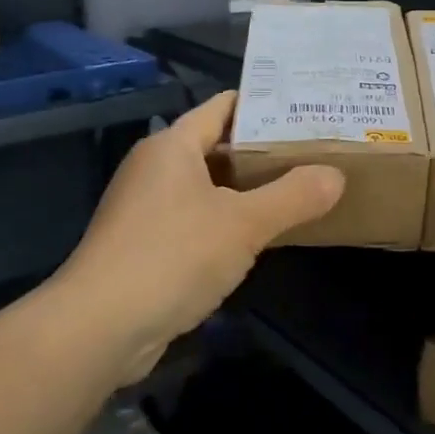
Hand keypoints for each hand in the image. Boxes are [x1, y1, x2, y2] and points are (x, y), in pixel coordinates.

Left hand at [57, 91, 343, 381]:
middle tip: (315, 152)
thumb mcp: (243, 224)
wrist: (98, 328)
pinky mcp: (144, 246)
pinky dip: (226, 222)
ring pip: (207, 187)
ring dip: (247, 191)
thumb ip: (293, 196)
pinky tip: (259, 237)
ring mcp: (146, 209)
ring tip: (299, 189)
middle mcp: (155, 169)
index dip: (264, 105)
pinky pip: (195, 220)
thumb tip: (336, 175)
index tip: (306, 110)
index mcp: (172, 146)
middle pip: (217, 147)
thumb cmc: (172, 256)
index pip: (223, 107)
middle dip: (263, 151)